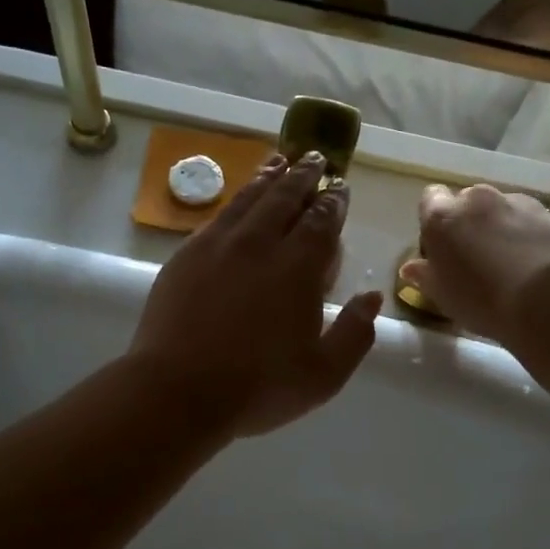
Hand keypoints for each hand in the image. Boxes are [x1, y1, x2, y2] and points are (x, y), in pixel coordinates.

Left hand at [130, 153, 382, 438]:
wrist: (177, 391)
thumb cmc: (258, 387)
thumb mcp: (324, 374)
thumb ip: (355, 333)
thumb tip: (372, 297)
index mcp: (297, 268)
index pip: (320, 221)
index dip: (333, 200)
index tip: (339, 185)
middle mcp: (258, 245)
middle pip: (284, 198)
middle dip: (304, 175)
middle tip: (314, 157)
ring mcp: (217, 246)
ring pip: (248, 199)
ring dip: (268, 177)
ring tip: (279, 161)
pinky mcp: (185, 256)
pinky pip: (218, 216)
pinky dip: (235, 199)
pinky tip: (238, 200)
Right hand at [400, 184, 549, 343]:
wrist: (546, 299)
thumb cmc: (482, 300)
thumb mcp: (443, 296)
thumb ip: (424, 275)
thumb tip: (410, 267)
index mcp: (443, 216)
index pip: (429, 199)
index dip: (433, 220)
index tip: (440, 247)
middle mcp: (476, 199)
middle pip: (465, 202)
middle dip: (467, 222)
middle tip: (472, 256)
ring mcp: (514, 202)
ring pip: (498, 208)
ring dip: (497, 225)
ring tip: (506, 260)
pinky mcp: (546, 213)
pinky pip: (526, 217)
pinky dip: (523, 231)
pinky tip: (530, 260)